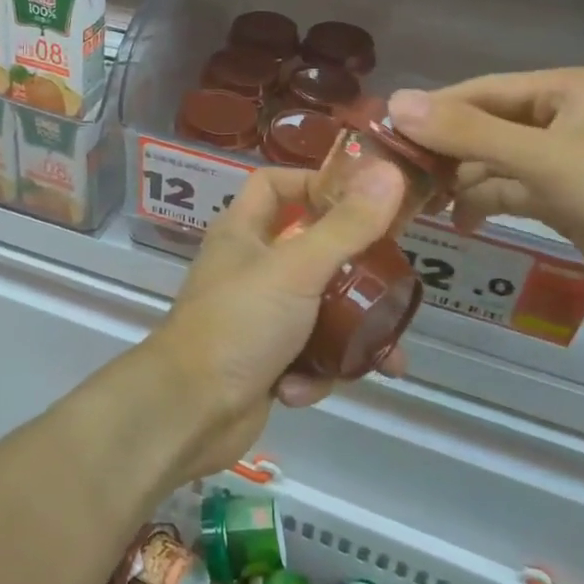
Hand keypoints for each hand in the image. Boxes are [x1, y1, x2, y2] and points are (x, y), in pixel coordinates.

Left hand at [148, 161, 407, 482]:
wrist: (190, 411)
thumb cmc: (239, 323)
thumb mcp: (298, 269)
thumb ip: (346, 226)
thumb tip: (389, 172)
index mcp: (243, 231)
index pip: (276, 184)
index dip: (315, 184)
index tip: (363, 202)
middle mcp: (248, 267)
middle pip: (311, 252)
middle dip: (354, 276)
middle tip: (393, 288)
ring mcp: (255, 315)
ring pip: (318, 311)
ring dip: (347, 337)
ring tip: (387, 359)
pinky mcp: (264, 360)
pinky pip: (305, 355)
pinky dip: (312, 373)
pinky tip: (303, 389)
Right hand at [387, 69, 583, 324]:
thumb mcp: (545, 159)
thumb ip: (469, 132)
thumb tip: (396, 102)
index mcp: (565, 89)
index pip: (480, 91)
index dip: (432, 111)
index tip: (384, 134)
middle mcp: (563, 117)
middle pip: (485, 126)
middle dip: (444, 151)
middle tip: (397, 176)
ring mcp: (566, 159)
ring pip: (495, 161)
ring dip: (461, 180)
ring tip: (421, 205)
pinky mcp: (568, 197)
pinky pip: (513, 190)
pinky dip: (486, 202)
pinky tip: (460, 222)